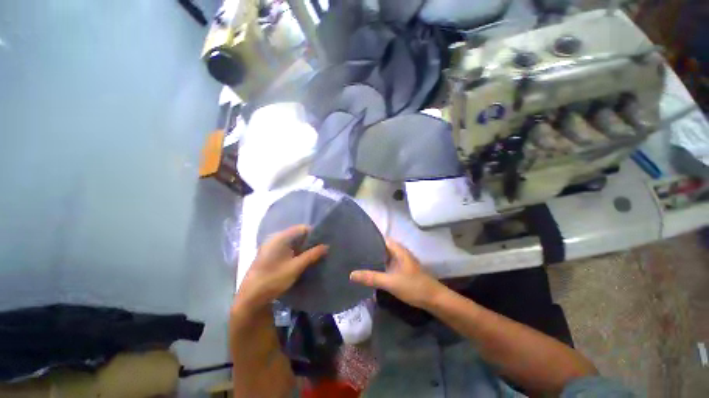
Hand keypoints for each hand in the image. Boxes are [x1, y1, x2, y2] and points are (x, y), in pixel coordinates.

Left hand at [236, 225, 327, 309]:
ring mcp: (271, 247)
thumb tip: (326, 246)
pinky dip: (296, 252)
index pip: (302, 228)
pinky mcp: (270, 255)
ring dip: (303, 248)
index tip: (324, 241)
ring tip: (315, 254)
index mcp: (280, 237)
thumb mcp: (296, 267)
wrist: (250, 298)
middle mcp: (275, 238)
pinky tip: (302, 260)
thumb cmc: (273, 279)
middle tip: (321, 249)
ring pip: (292, 242)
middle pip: (297, 235)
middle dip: (309, 241)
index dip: (314, 233)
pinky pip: (287, 248)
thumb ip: (312, 255)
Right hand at [350, 239, 445, 309]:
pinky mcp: (402, 271)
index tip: (356, 241)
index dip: (370, 238)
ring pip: (385, 256)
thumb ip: (371, 277)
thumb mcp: (390, 282)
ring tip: (359, 260)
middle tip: (354, 252)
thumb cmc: (413, 286)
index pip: (382, 238)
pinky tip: (371, 271)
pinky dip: (380, 266)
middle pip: (382, 247)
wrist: (434, 299)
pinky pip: (388, 264)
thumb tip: (351, 274)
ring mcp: (401, 262)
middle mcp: (400, 253)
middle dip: (370, 249)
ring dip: (375, 258)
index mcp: (398, 250)